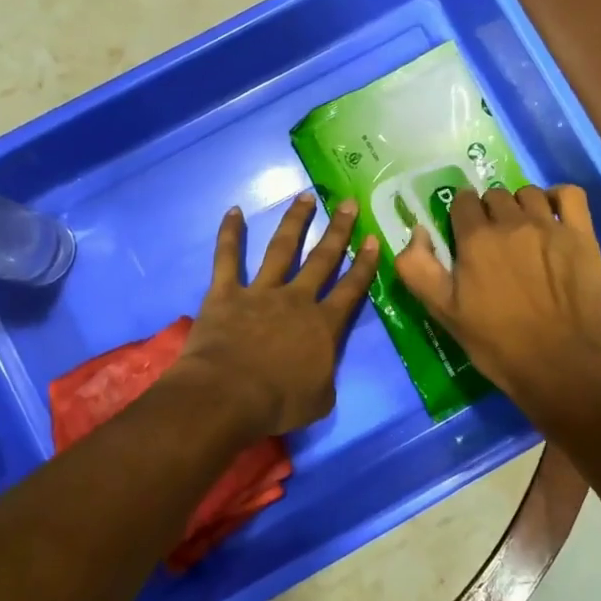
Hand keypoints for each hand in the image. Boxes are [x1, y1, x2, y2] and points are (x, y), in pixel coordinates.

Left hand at [168, 193, 380, 437]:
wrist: (228, 396)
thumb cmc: (277, 404)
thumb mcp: (319, 400)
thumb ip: (325, 378)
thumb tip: (322, 371)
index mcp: (323, 326)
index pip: (351, 289)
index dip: (365, 264)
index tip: (374, 239)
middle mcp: (296, 299)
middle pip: (322, 259)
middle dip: (338, 230)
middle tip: (347, 203)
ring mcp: (260, 292)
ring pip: (281, 248)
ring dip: (295, 221)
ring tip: (305, 196)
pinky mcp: (226, 293)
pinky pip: (228, 258)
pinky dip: (230, 234)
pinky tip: (234, 211)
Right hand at [395, 184, 600, 415]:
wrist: (557, 364)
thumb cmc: (495, 342)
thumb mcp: (442, 311)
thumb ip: (417, 268)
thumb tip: (418, 232)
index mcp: (475, 239)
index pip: (462, 202)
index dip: (460, 216)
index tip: (464, 237)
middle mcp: (512, 223)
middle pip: (494, 196)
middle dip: (488, 212)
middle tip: (492, 241)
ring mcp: (550, 227)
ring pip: (528, 194)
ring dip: (519, 205)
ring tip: (522, 230)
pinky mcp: (582, 236)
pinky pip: (570, 195)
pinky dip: (557, 197)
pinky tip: (552, 215)